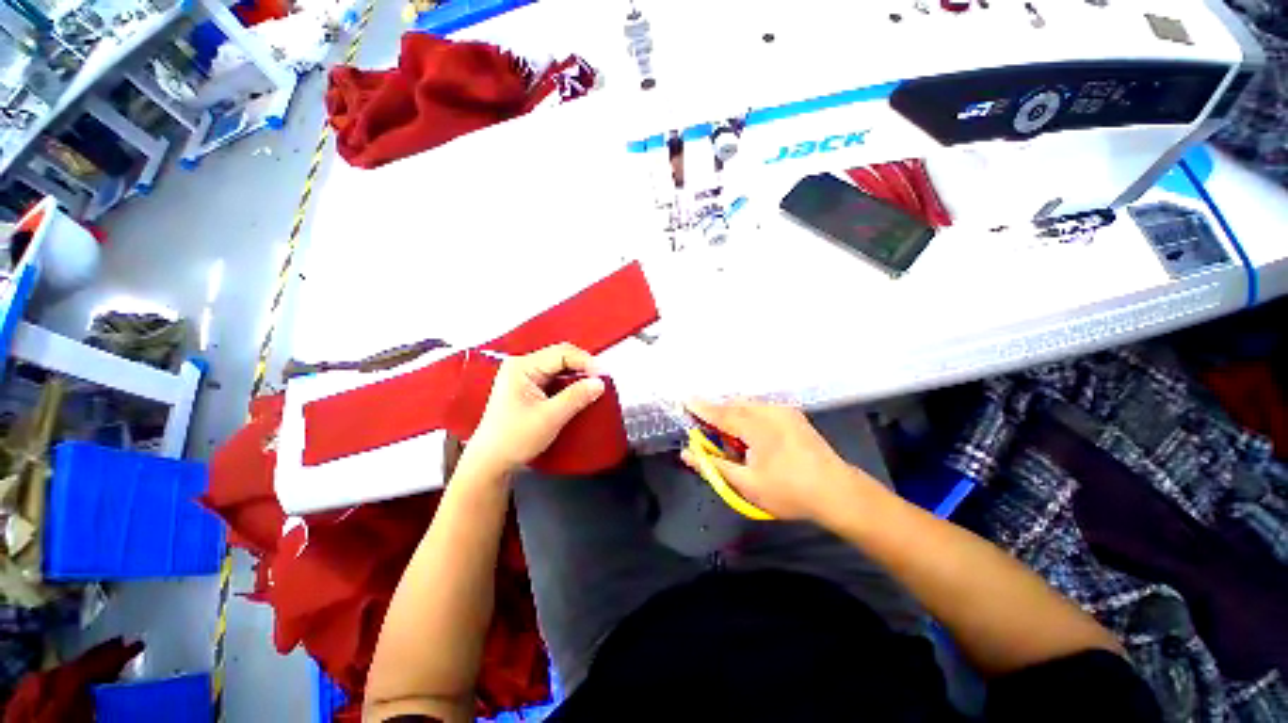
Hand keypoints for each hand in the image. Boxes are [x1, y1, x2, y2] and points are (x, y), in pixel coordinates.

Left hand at [464, 344, 605, 475]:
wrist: (491, 461)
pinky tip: (579, 393)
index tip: (602, 375)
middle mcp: (522, 366)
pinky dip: (570, 384)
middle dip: (583, 367)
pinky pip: (555, 378)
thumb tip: (598, 383)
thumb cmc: (512, 439)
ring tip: (593, 387)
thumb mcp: (549, 417)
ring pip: (560, 367)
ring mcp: (524, 377)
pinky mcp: (529, 388)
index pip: (561, 353)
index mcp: (522, 367)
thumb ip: (576, 397)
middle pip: (561, 357)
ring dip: (577, 376)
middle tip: (600, 381)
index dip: (585, 361)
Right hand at [681, 400, 881, 522]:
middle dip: (718, 412)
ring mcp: (784, 411)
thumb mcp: (746, 484)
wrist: (838, 492)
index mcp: (756, 426)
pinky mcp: (794, 416)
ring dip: (734, 415)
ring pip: (749, 405)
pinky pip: (762, 409)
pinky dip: (749, 416)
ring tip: (729, 436)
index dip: (701, 408)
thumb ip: (713, 466)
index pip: (720, 413)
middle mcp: (770, 411)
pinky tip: (751, 435)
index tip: (684, 401)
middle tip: (706, 427)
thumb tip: (687, 454)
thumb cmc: (789, 491)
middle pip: (734, 405)